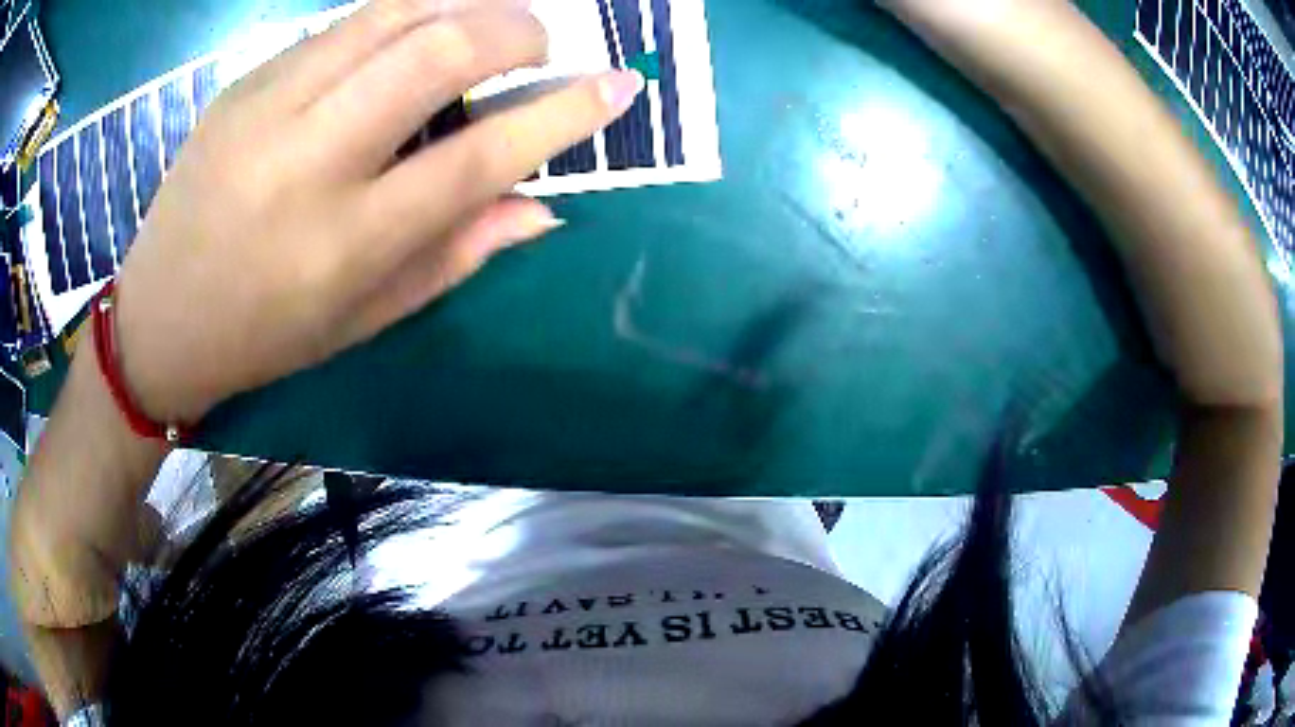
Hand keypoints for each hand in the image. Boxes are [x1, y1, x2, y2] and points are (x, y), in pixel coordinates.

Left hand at [110, 0, 642, 423]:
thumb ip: (455, 256)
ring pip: (391, 14)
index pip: (480, 156)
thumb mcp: (363, 319)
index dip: (565, 112)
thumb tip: (542, 207)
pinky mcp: (243, 83)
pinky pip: (341, 26)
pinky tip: (409, 36)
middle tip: (539, 42)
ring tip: (485, 26)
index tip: (619, 84)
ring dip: (462, 5)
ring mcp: (267, 109)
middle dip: (514, 29)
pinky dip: (398, 16)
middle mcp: (309, 162)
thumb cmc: (263, 335)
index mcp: (346, 243)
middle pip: (437, 51)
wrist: (158, 318)